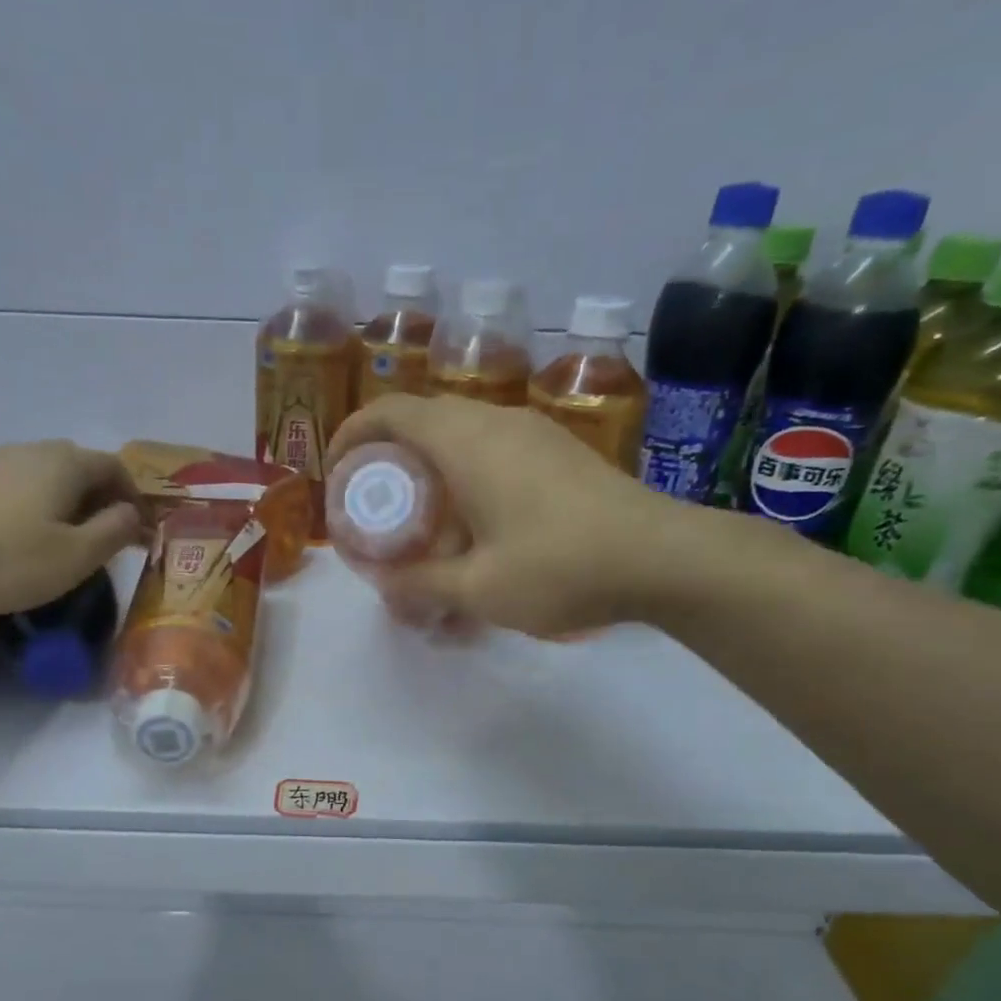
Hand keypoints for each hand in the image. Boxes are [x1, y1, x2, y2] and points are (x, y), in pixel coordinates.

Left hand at [0, 440, 142, 616]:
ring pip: (47, 476)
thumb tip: (132, 512)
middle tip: (110, 536)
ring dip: (69, 502)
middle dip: (103, 498)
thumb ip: (116, 529)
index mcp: (66, 462)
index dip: (135, 497)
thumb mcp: (79, 554)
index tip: (142, 531)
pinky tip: (26, 536)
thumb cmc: (11, 560)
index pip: (116, 467)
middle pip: (81, 467)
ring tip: (70, 538)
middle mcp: (32, 450)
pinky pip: (18, 487)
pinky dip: (37, 505)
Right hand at [328, 395, 720, 636]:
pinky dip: (466, 477)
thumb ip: (420, 585)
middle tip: (377, 507)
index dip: (352, 434)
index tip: (336, 471)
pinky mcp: (559, 452)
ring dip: (431, 471)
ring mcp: (533, 433)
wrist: (664, 557)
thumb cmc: (560, 567)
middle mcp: (496, 422)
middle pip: (423, 421)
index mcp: (466, 441)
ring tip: (425, 524)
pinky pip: (493, 450)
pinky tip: (478, 527)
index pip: (390, 411)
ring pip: (461, 436)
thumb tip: (384, 586)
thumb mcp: (477, 589)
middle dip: (389, 459)